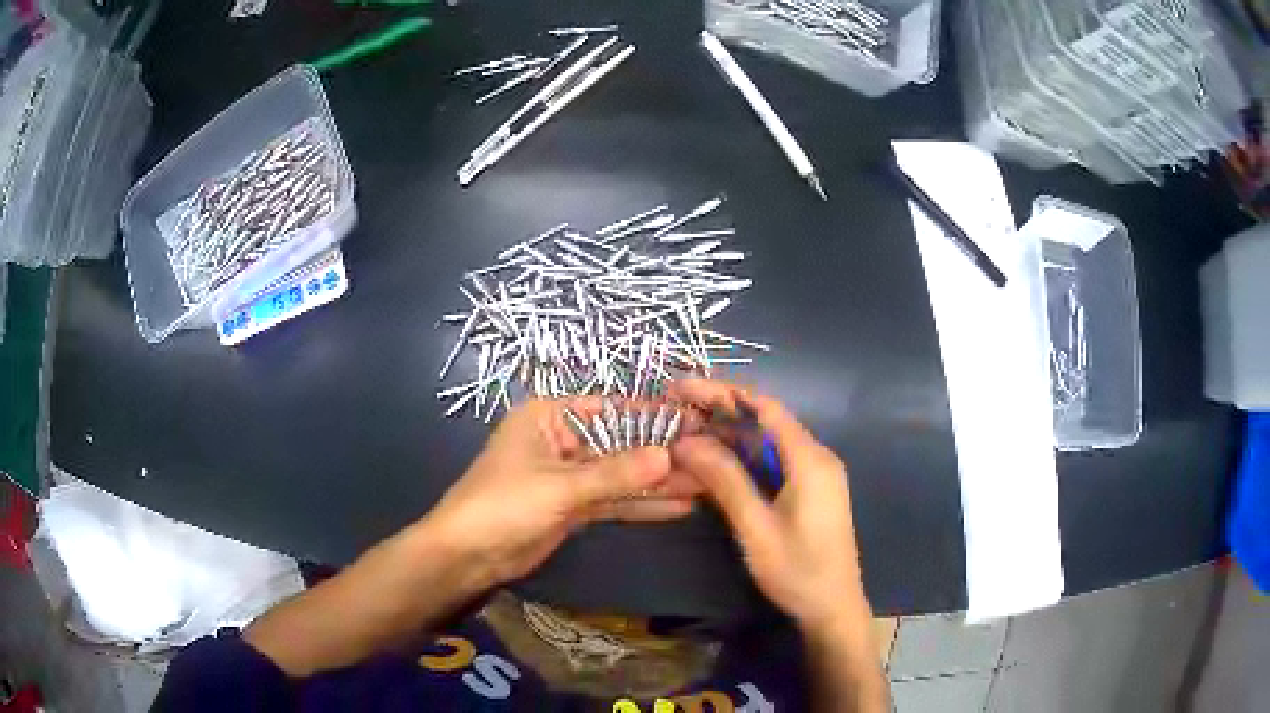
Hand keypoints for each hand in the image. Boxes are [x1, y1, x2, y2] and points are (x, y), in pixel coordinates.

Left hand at [425, 397, 702, 588]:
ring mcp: (569, 476)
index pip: (610, 409)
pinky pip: (613, 501)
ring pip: (621, 476)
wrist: (467, 556)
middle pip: (620, 444)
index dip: (652, 416)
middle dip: (662, 455)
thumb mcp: (559, 486)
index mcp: (549, 416)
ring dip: (658, 483)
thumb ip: (615, 474)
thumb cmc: (503, 505)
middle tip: (711, 459)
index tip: (696, 422)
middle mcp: (561, 440)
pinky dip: (642, 505)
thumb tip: (669, 456)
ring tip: (706, 484)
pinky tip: (678, 506)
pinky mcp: (574, 507)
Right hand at [669, 380, 865, 629]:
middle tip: (676, 413)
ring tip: (687, 434)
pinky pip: (775, 462)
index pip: (764, 407)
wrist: (834, 609)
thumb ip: (725, 481)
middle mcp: (817, 456)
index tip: (682, 388)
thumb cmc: (798, 571)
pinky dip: (745, 458)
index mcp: (810, 459)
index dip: (722, 392)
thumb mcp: (756, 527)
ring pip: (769, 442)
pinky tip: (716, 463)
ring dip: (730, 436)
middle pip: (766, 421)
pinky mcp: (812, 490)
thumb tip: (687, 441)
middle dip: (721, 413)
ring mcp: (817, 474)